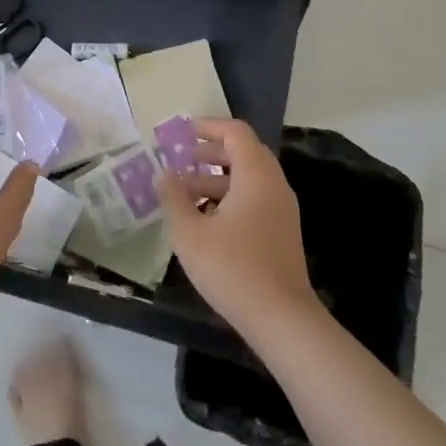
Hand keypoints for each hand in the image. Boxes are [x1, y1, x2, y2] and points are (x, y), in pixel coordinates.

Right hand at [155, 118, 320, 336]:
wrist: (282, 319)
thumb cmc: (233, 268)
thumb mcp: (190, 233)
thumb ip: (173, 198)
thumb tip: (163, 174)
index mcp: (256, 174)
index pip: (236, 132)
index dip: (209, 127)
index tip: (183, 133)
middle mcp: (274, 184)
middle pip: (243, 153)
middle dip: (210, 154)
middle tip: (181, 161)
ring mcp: (282, 209)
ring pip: (248, 179)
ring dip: (217, 179)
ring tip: (185, 194)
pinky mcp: (282, 232)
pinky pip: (255, 199)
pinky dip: (230, 198)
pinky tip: (206, 221)